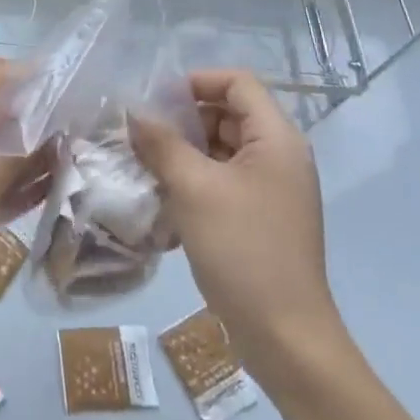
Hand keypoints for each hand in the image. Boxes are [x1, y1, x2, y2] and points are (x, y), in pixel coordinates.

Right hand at [131, 69, 344, 390]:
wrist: (285, 337)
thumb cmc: (242, 249)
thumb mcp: (192, 188)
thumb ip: (161, 143)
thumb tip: (134, 113)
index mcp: (276, 139)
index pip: (238, 83)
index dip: (197, 81)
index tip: (157, 101)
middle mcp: (280, 157)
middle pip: (229, 113)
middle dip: (184, 119)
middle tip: (143, 134)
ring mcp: (273, 190)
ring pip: (223, 150)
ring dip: (184, 152)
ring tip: (146, 165)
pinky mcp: (262, 218)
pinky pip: (224, 181)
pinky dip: (195, 181)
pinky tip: (164, 199)